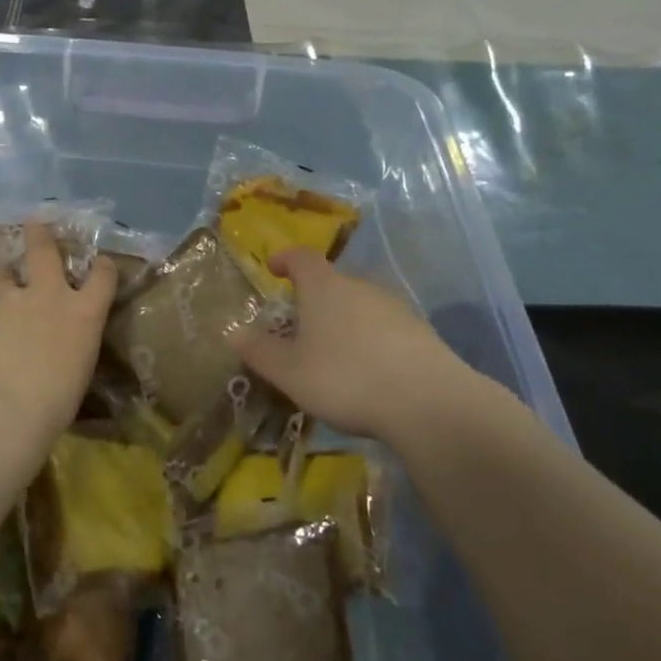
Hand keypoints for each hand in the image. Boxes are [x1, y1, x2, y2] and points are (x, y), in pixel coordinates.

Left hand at [0, 223, 117, 441]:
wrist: (0, 413)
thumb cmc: (53, 404)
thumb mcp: (77, 369)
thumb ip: (70, 342)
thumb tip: (59, 341)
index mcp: (82, 313)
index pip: (103, 276)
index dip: (103, 267)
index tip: (101, 263)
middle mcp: (46, 296)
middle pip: (44, 251)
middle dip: (40, 235)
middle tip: (34, 223)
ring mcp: (7, 302)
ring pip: (3, 274)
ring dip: (6, 273)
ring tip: (3, 275)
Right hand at [235, 249, 490, 447]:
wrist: (428, 402)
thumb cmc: (345, 378)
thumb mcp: (290, 372)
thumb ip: (259, 351)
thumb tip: (233, 333)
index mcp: (324, 287)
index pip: (301, 258)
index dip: (285, 259)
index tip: (274, 268)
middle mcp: (360, 287)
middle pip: (332, 282)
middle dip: (314, 299)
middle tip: (299, 326)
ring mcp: (394, 307)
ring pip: (359, 305)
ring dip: (343, 321)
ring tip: (332, 353)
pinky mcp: (420, 332)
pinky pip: (384, 327)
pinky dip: (370, 340)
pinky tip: (368, 371)